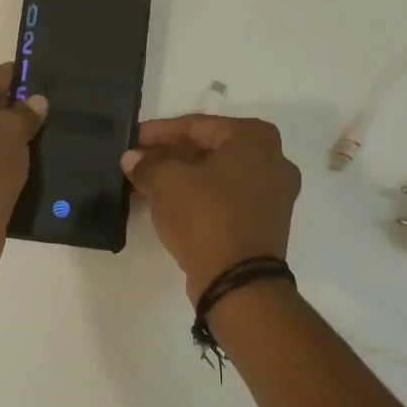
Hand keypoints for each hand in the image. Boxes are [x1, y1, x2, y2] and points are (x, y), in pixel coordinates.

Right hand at [121, 116, 301, 302]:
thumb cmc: (205, 216)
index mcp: (255, 138)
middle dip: (171, 155)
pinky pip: (228, 198)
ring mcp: (274, 193)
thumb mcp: (166, 182)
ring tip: (148, 184)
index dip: (159, 132)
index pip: (197, 125)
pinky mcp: (266, 222)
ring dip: (183, 177)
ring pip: (219, 175)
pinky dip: (200, 196)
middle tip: (139, 162)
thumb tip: (132, 159)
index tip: (133, 140)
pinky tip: (170, 203)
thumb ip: (147, 164)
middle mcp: (273, 159)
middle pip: (210, 149)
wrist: (238, 281)